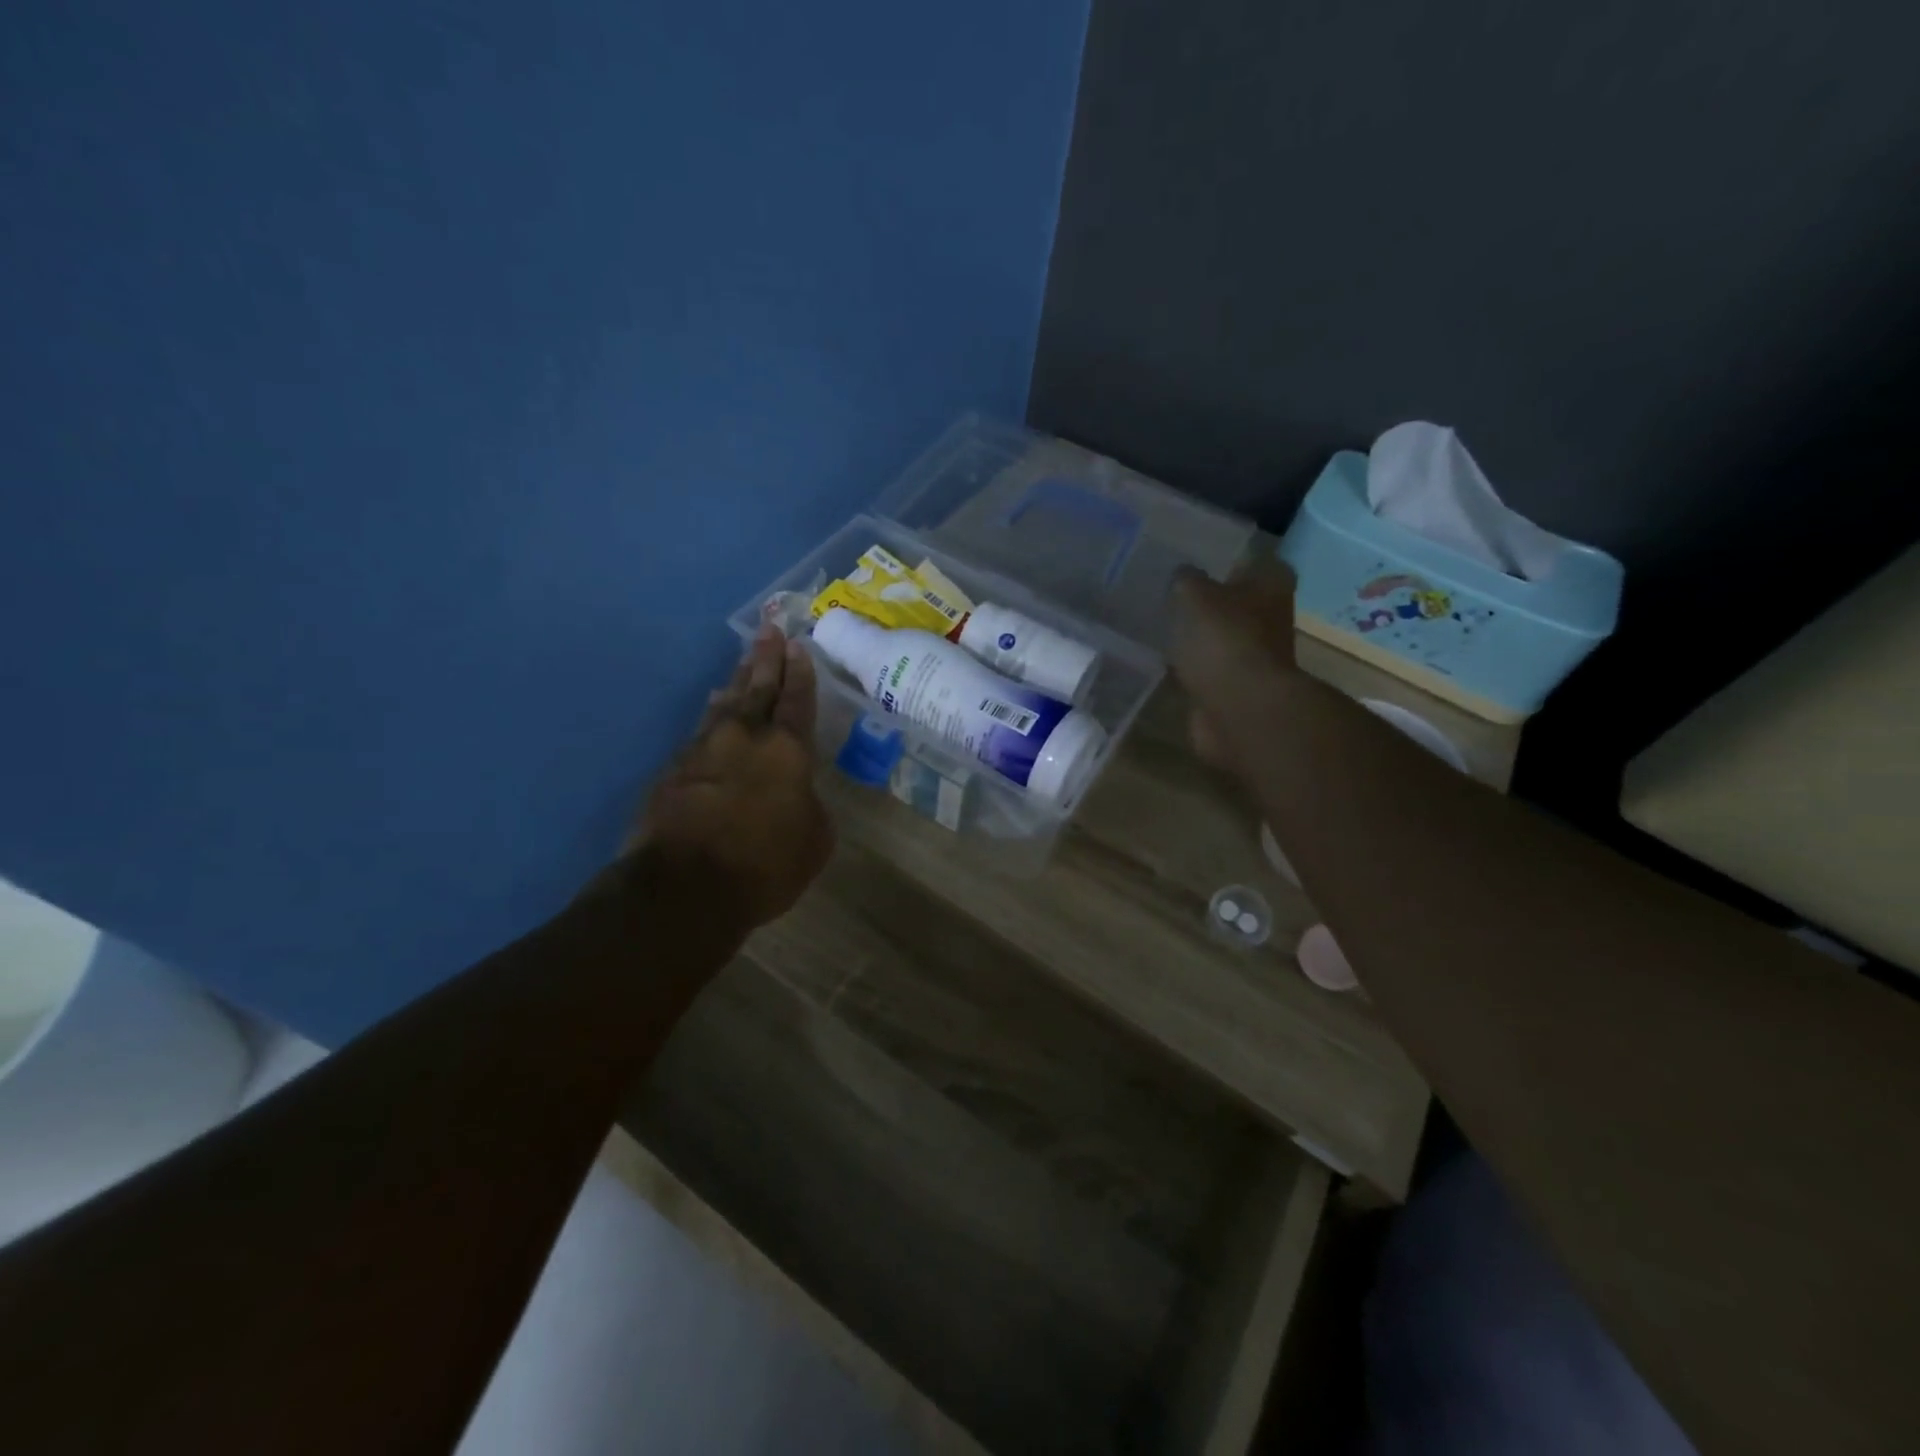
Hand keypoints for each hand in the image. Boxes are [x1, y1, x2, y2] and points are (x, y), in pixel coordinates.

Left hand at [627, 625, 833, 927]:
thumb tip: (796, 794)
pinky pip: (699, 731)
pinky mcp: (673, 770)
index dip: (800, 673)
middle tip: (769, 630)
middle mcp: (744, 738)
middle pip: (757, 688)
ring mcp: (703, 750)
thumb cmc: (765, 865)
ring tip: (741, 665)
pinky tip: (711, 712)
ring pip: (724, 705)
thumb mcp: (814, 841)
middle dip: (766, 659)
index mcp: (786, 751)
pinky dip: (710, 717)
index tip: (797, 646)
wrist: (684, 887)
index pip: (797, 701)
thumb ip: (810, 807)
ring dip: (735, 682)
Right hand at [1167, 563, 1301, 772]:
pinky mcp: (1233, 686)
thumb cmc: (1225, 641)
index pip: (1250, 559)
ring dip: (1197, 634)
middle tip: (1168, 591)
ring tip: (1159, 623)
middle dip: (1207, 598)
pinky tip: (1164, 658)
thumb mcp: (1195, 596)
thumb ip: (1186, 579)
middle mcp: (1270, 616)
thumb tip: (1182, 574)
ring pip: (1219, 635)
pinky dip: (1190, 665)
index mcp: (1271, 583)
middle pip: (1235, 600)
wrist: (1239, 710)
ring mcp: (1253, 654)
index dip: (1223, 558)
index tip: (1191, 558)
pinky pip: (1207, 667)